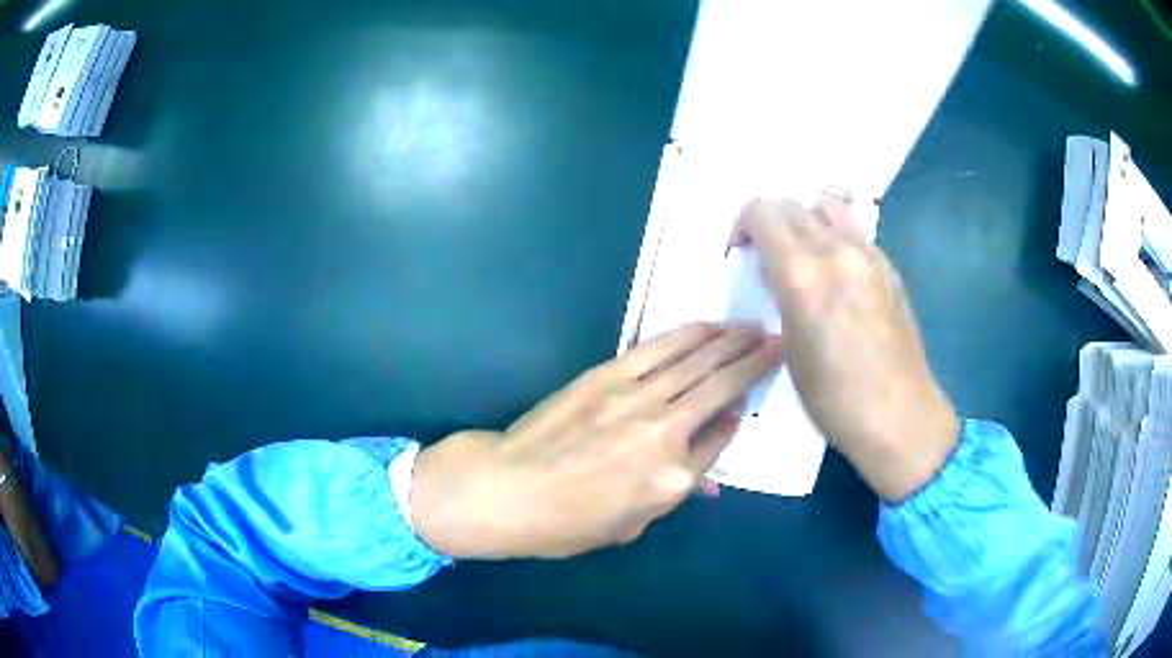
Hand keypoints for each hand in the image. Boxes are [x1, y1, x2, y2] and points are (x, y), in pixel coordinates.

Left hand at [411, 323, 782, 558]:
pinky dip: (689, 335)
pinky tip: (708, 326)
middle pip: (721, 389)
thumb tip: (706, 469)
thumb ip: (675, 493)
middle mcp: (664, 432)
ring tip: (753, 327)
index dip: (738, 417)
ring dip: (730, 341)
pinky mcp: (609, 375)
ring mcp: (637, 398)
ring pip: (697, 361)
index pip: (720, 440)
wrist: (506, 488)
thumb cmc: (566, 524)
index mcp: (672, 480)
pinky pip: (660, 349)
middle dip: (754, 361)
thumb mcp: (629, 526)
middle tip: (777, 340)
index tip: (749, 401)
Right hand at [733, 198, 958, 502]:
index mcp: (802, 274)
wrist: (898, 414)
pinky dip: (835, 237)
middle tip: (769, 260)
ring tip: (804, 257)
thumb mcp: (789, 348)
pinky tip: (838, 275)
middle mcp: (835, 250)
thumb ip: (781, 294)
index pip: (761, 212)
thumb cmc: (834, 398)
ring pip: (825, 206)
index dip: (742, 227)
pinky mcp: (888, 266)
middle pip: (790, 204)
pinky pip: (853, 231)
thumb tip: (777, 270)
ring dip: (806, 221)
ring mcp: (867, 254)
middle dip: (770, 225)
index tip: (742, 256)